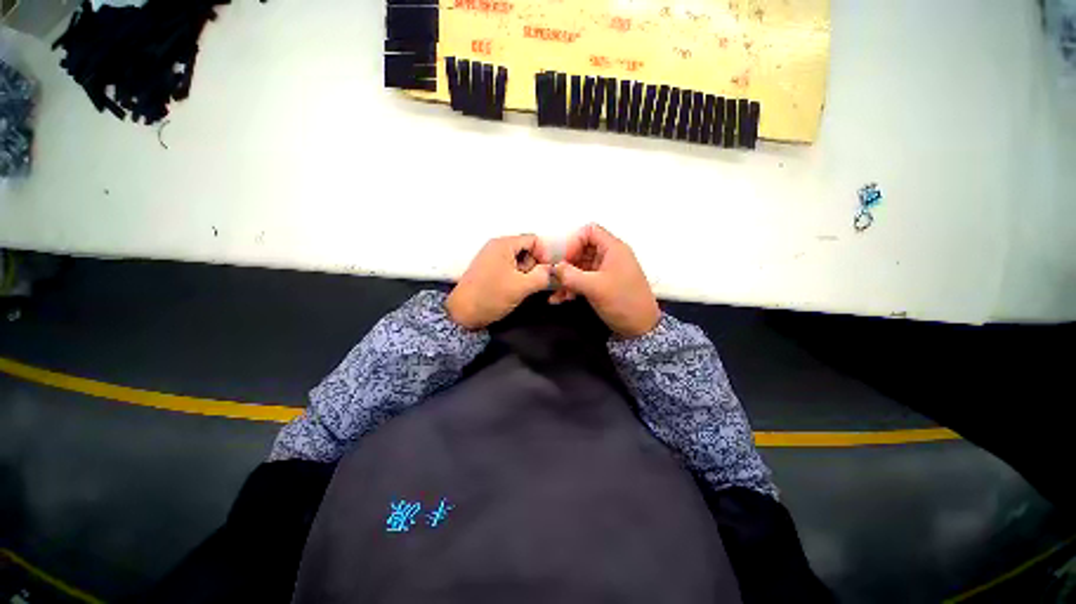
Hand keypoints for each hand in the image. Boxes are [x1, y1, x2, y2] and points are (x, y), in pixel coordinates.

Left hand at [446, 234, 551, 329]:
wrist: (462, 314)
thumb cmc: (491, 296)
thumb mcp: (522, 286)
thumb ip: (542, 276)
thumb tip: (552, 271)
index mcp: (504, 244)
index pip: (534, 240)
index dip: (544, 254)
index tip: (546, 272)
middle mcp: (497, 246)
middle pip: (526, 249)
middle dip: (534, 265)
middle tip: (531, 282)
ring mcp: (491, 258)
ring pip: (519, 260)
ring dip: (526, 273)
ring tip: (521, 288)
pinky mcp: (488, 269)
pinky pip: (509, 267)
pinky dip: (516, 276)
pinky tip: (513, 289)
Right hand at [552, 224, 659, 337]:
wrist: (641, 328)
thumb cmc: (622, 301)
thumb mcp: (595, 287)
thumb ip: (571, 275)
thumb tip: (554, 268)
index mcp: (613, 249)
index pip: (590, 231)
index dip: (574, 241)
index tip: (563, 259)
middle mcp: (609, 256)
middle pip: (582, 249)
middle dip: (567, 263)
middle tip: (555, 276)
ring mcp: (606, 271)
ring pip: (581, 266)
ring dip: (567, 277)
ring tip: (556, 292)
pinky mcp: (603, 285)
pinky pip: (583, 279)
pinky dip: (572, 286)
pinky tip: (560, 298)